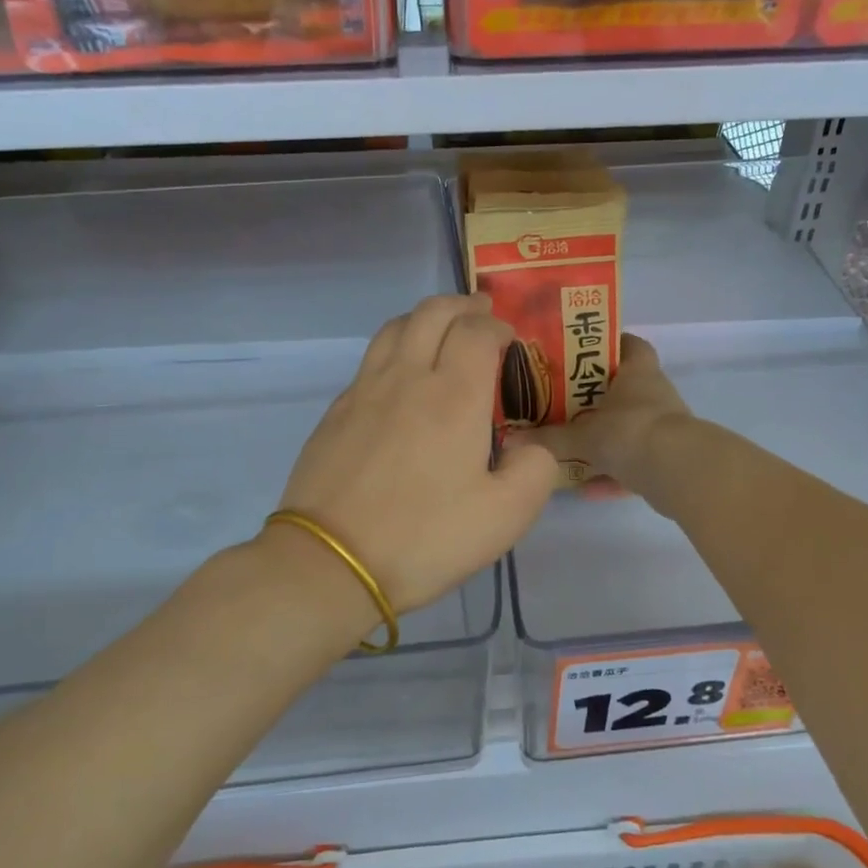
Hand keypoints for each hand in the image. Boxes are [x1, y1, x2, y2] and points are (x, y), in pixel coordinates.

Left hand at [274, 294, 559, 617]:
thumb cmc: (424, 538)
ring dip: (424, 318)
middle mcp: (408, 378)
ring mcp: (365, 391)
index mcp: (454, 396)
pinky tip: (400, 379)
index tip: (510, 340)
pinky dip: (395, 350)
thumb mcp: (505, 517)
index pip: (477, 331)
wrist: (331, 561)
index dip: (498, 327)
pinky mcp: (336, 412)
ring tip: (441, 331)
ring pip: (395, 328)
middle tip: (481, 314)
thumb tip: (529, 447)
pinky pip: (370, 361)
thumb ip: (535, 471)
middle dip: (463, 305)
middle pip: (433, 312)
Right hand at [507, 334, 690, 491]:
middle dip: (596, 399)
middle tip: (562, 404)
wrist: (678, 472)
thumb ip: (550, 439)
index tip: (581, 353)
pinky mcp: (668, 458)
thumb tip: (511, 439)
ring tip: (571, 448)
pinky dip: (613, 473)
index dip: (608, 345)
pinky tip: (587, 489)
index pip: (629, 345)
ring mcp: (664, 427)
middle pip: (624, 389)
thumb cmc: (630, 432)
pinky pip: (634, 462)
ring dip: (604, 439)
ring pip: (629, 428)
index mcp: (638, 373)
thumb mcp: (583, 436)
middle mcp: (654, 394)